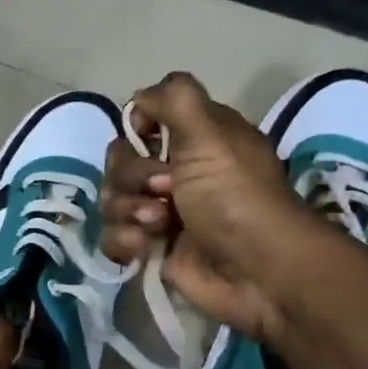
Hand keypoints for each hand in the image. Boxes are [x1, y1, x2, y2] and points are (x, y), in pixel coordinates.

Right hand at [100, 71, 331, 341]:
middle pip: (119, 162)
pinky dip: (124, 240)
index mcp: (194, 140)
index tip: (147, 139)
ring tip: (158, 226)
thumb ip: (174, 97)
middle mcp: (176, 172)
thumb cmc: (234, 196)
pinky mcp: (150, 249)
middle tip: (164, 190)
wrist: (255, 270)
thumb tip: (140, 101)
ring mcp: (161, 213)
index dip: (136, 130)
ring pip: (112, 200)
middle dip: (132, 177)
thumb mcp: (210, 131)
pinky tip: (144, 248)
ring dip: (129, 210)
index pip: (142, 122)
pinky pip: (112, 236)